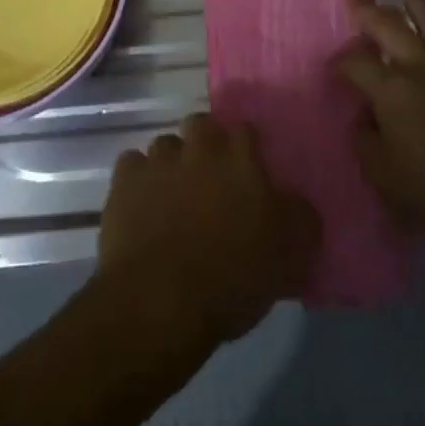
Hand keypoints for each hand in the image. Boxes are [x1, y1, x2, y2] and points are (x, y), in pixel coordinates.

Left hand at [97, 114, 319, 350]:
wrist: (161, 299)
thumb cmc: (232, 277)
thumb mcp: (290, 257)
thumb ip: (300, 219)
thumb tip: (298, 204)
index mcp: (241, 160)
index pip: (246, 132)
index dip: (247, 150)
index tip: (248, 173)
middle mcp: (199, 148)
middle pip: (202, 125)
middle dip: (205, 144)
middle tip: (210, 179)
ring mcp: (158, 161)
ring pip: (166, 145)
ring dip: (171, 163)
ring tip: (172, 195)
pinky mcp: (124, 180)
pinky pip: (132, 166)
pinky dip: (137, 180)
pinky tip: (141, 204)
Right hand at [335, 0, 424, 248]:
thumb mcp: (387, 179)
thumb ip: (366, 144)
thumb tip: (364, 118)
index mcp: (392, 91)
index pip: (355, 64)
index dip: (339, 63)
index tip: (332, 69)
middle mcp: (423, 68)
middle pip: (390, 28)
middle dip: (368, 9)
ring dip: (419, 6)